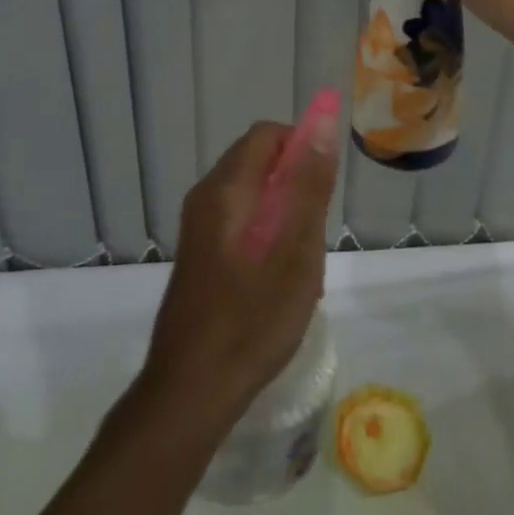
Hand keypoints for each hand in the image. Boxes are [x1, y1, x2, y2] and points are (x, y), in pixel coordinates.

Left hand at [141, 117, 338, 427]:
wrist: (189, 392)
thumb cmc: (251, 320)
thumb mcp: (295, 251)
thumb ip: (309, 184)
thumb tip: (324, 123)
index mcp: (227, 188)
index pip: (267, 134)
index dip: (301, 147)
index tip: (321, 190)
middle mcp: (206, 196)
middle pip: (258, 161)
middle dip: (294, 184)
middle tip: (313, 234)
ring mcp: (198, 226)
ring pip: (252, 194)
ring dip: (282, 213)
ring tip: (299, 265)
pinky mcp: (198, 252)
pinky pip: (239, 220)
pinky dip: (265, 233)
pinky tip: (277, 281)